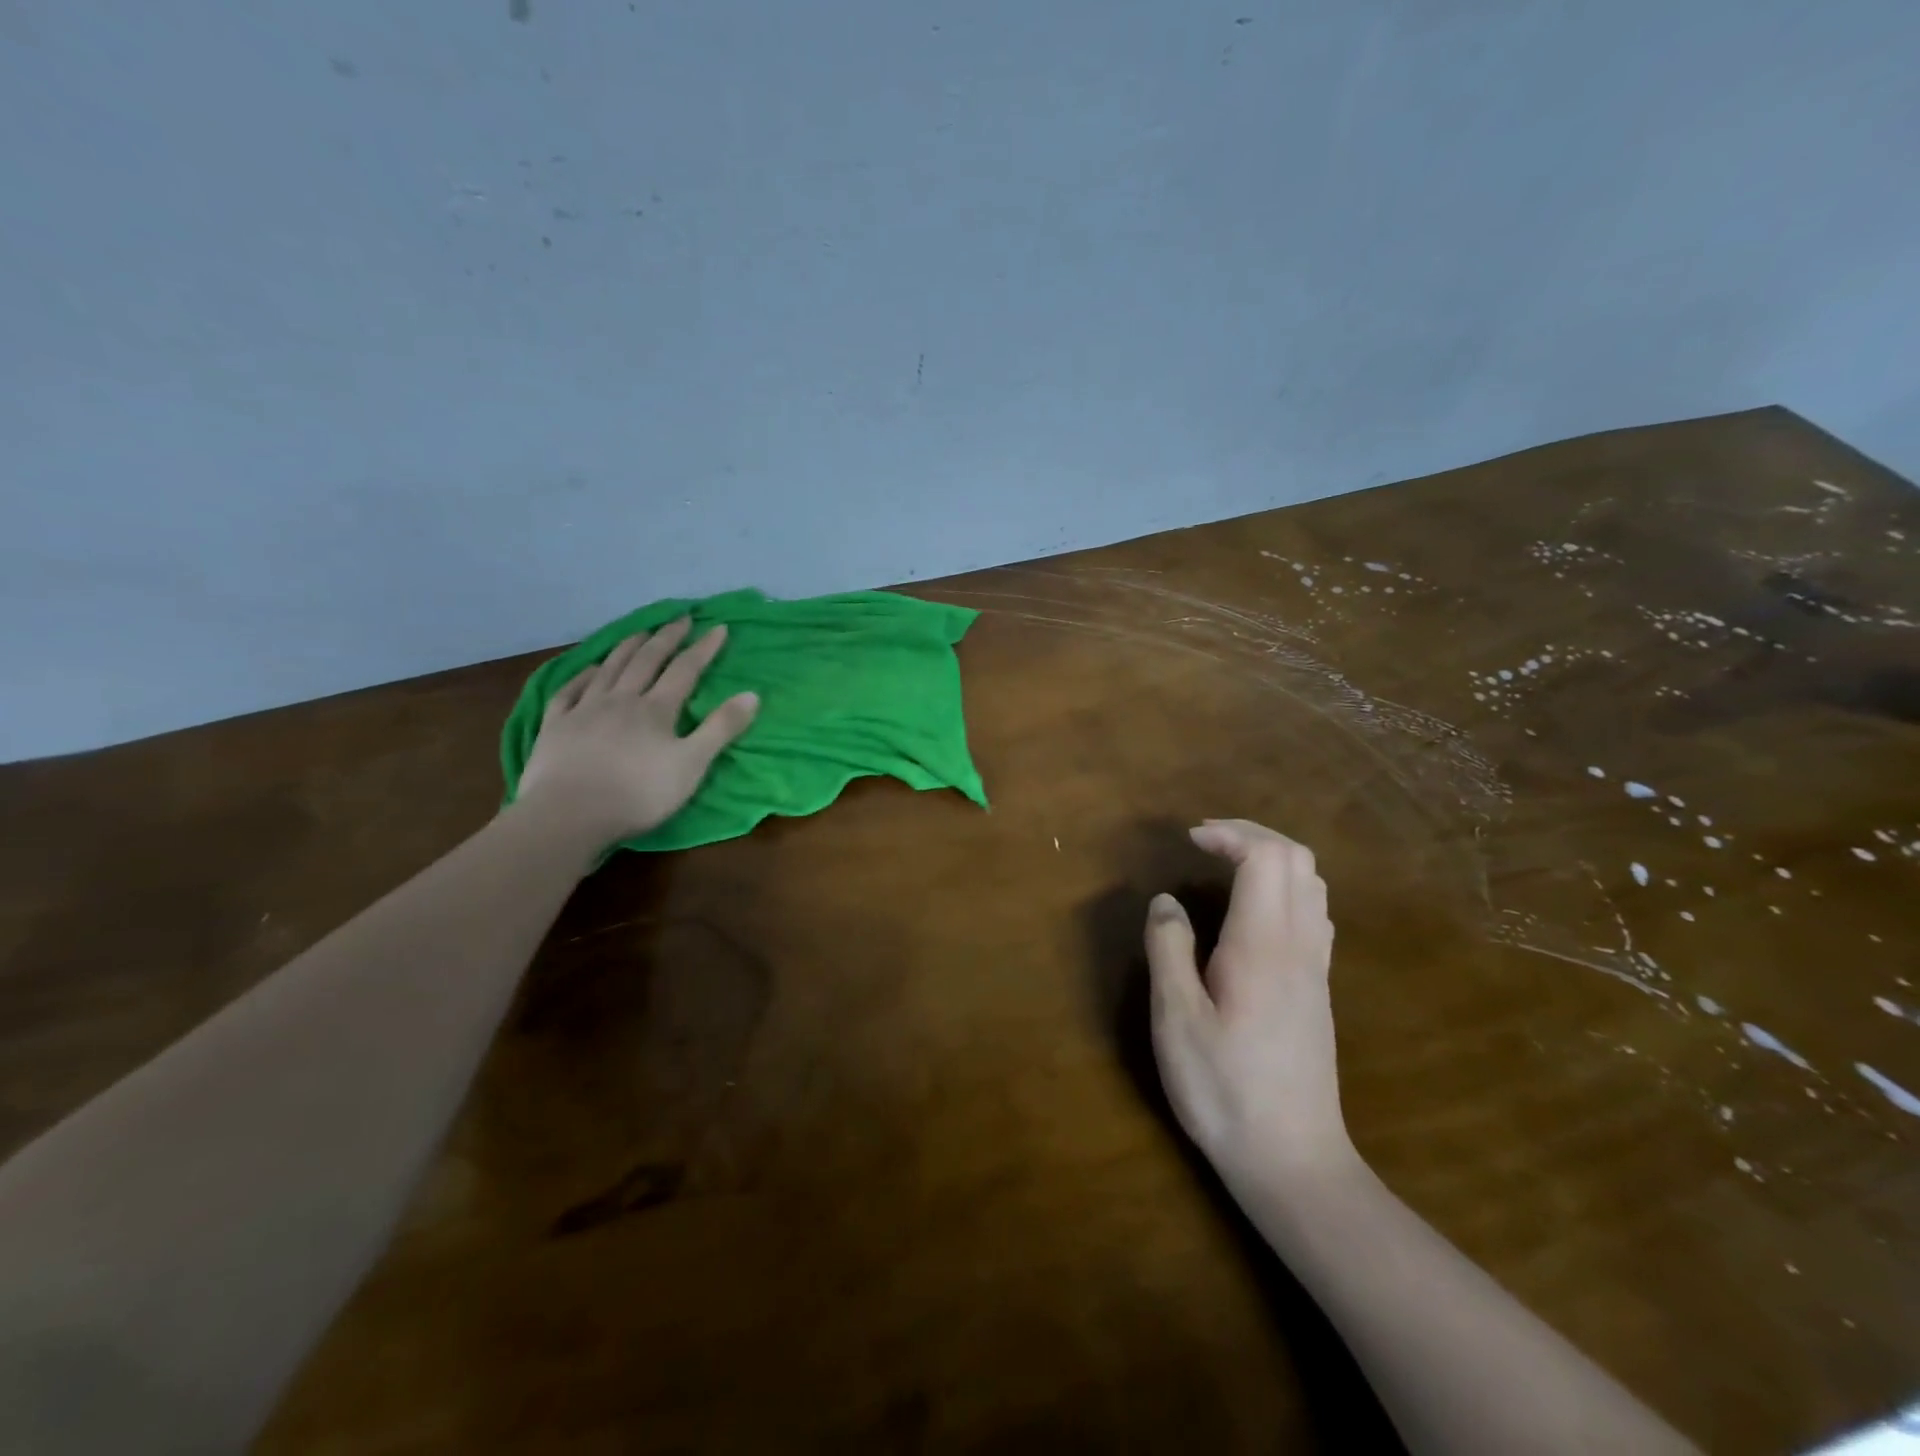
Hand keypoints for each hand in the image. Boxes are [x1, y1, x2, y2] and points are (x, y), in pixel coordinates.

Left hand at [514, 618, 758, 847]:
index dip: (703, 649)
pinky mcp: (555, 726)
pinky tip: (588, 669)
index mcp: (656, 709)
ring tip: (639, 632)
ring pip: (608, 669)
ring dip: (627, 647)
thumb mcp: (692, 764)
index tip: (718, 627)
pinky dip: (581, 675)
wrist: (568, 815)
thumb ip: (721, 728)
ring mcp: (584, 710)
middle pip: (646, 661)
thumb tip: (752, 694)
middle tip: (680, 619)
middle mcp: (621, 699)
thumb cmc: (639, 794)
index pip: (685, 670)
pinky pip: (569, 691)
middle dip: (666, 638)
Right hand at [1144, 819, 1353, 1192]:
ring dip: (1272, 859)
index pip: (1265, 857)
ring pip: (1313, 885)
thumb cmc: (1224, 1089)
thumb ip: (1168, 949)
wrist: (1293, 1160)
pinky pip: (1314, 913)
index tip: (1190, 840)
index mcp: (1262, 945)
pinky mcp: (1318, 990)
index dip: (1230, 834)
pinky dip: (1285, 888)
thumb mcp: (1176, 1019)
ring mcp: (1316, 968)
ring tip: (1227, 866)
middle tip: (1206, 842)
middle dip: (1252, 836)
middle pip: (1298, 860)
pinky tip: (1252, 912)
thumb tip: (1166, 902)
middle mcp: (1299, 945)